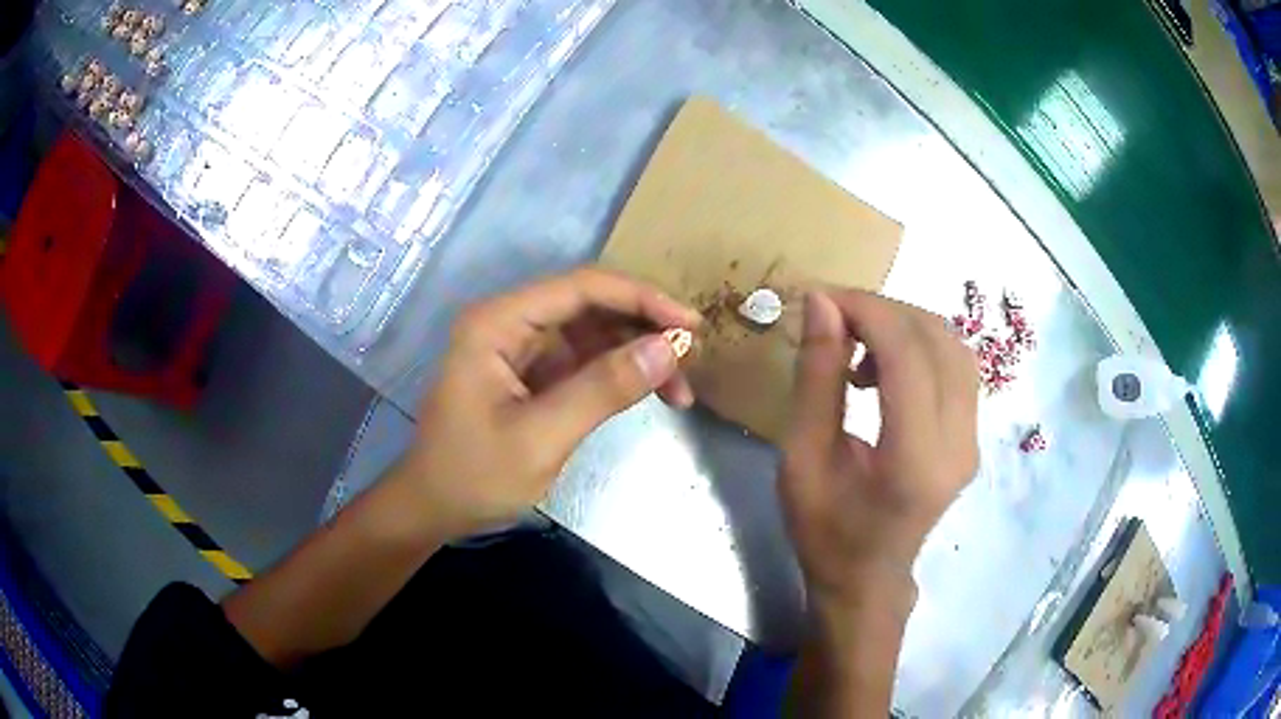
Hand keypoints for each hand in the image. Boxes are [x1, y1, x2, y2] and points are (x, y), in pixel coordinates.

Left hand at [392, 267, 700, 540]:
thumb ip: (604, 389)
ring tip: (679, 390)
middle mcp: (510, 322)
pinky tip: (648, 393)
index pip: (582, 287)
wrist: (434, 508)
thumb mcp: (541, 437)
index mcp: (498, 322)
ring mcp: (521, 347)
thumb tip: (669, 348)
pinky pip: (584, 360)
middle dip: (644, 328)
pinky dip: (618, 374)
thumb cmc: (474, 475)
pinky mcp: (532, 373)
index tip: (691, 325)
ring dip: (637, 354)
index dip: (642, 298)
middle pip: (591, 305)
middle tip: (691, 362)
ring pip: (593, 332)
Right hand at [781, 290, 978, 605]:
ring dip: (905, 325)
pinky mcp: (973, 435)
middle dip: (884, 310)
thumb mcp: (802, 458)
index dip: (868, 311)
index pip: (909, 355)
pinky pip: (957, 367)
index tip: (822, 298)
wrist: (868, 578)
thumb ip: (817, 379)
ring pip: (954, 346)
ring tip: (858, 340)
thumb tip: (822, 303)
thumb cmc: (825, 531)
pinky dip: (921, 346)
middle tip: (834, 315)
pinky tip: (885, 364)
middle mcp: (959, 444)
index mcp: (914, 461)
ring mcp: (973, 439)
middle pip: (937, 340)